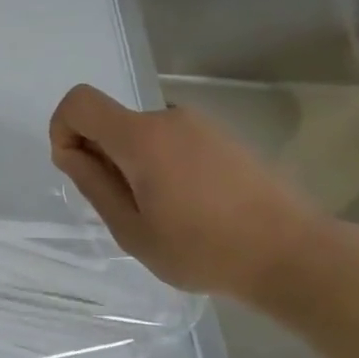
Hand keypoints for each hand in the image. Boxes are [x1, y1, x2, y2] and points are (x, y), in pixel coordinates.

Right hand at [50, 84, 333, 301]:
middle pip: (111, 121)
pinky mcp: (223, 138)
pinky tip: (190, 206)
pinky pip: (171, 141)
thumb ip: (94, 185)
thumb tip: (72, 152)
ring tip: (162, 212)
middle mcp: (168, 118)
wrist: (295, 255)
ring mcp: (200, 125)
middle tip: (125, 208)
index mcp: (141, 137)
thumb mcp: (132, 230)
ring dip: (134, 163)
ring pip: (141, 134)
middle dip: (102, 156)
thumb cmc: (204, 249)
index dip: (63, 130)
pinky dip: (162, 164)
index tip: (78, 169)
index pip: (79, 103)